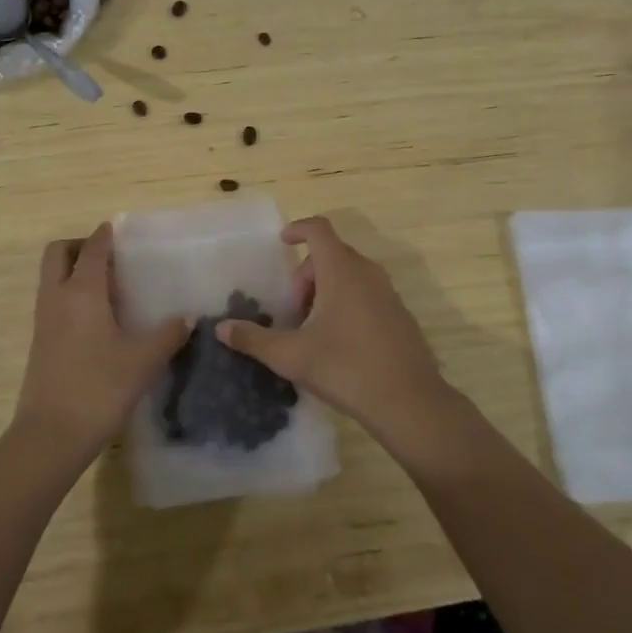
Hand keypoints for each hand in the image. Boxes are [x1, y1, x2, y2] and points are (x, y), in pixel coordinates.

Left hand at [13, 223, 190, 460]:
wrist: (50, 435)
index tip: (119, 230)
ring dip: (73, 270)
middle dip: (79, 246)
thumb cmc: (99, 388)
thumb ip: (168, 334)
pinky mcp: (39, 342)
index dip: (105, 235)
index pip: (91, 248)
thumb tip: (188, 317)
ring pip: (51, 277)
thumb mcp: (143, 361)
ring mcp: (43, 320)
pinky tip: (97, 319)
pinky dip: (69, 295)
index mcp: (82, 291)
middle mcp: (57, 297)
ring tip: (108, 287)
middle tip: (109, 258)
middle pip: (58, 253)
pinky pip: (52, 301)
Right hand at [215, 216, 449, 434]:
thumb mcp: (291, 356)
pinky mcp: (401, 316)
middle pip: (332, 254)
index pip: (319, 229)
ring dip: (326, 290)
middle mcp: (368, 273)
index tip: (281, 242)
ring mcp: (389, 294)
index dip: (298, 229)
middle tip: (292, 309)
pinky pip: (367, 294)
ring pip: (351, 275)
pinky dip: (348, 303)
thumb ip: (254, 339)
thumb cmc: (346, 369)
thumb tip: (221, 329)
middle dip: (306, 274)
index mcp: (341, 271)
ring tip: (312, 328)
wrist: (410, 403)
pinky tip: (339, 344)